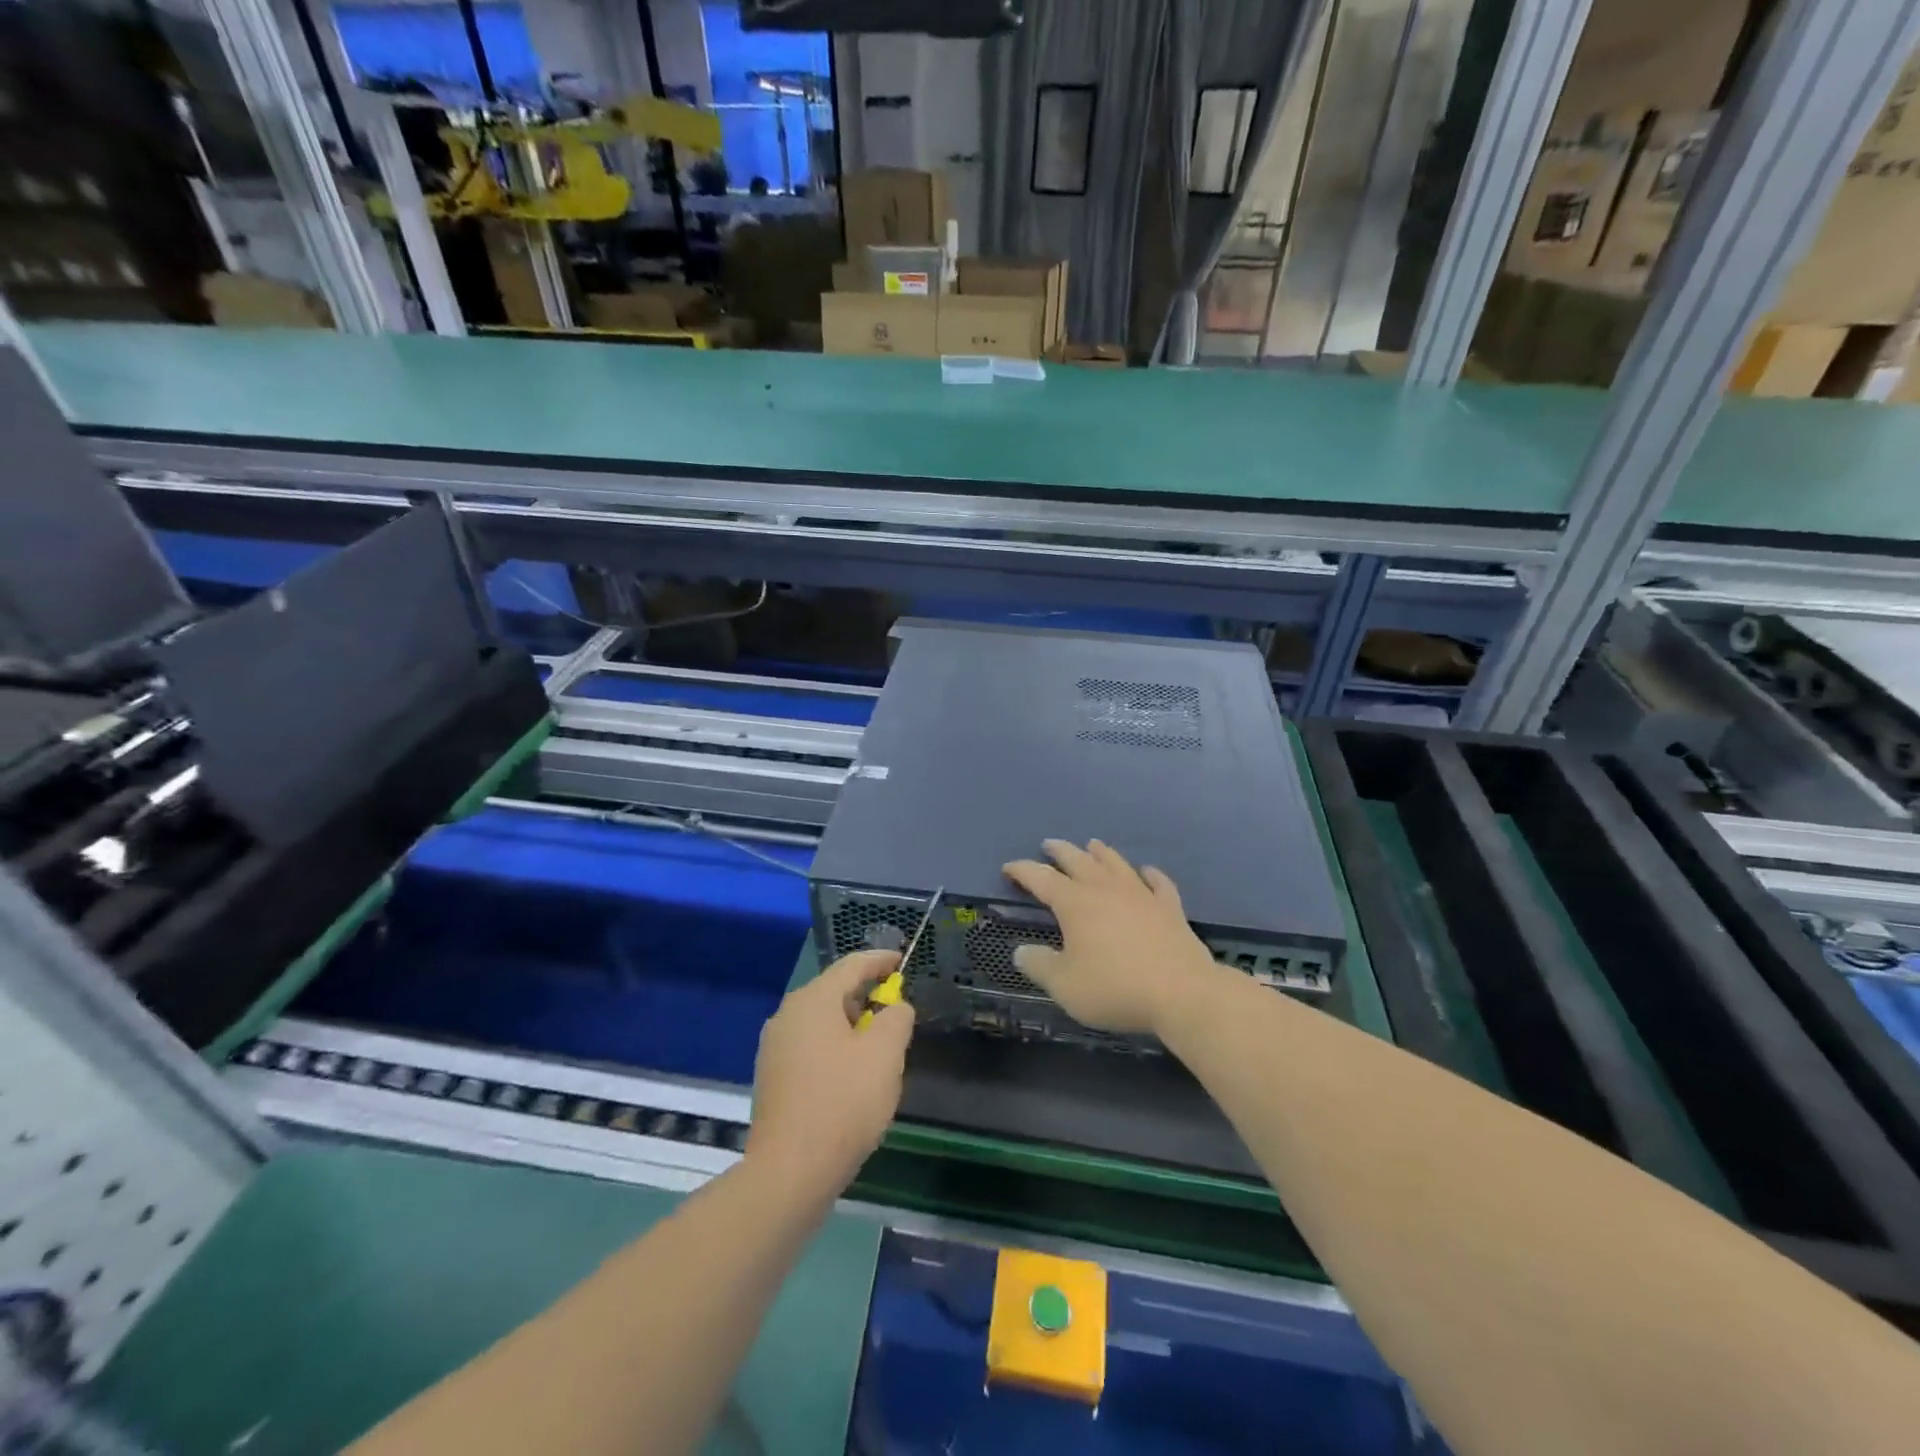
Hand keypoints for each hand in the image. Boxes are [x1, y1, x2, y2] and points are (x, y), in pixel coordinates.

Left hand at [746, 950, 914, 1200]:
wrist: (789, 1173)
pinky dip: (835, 1050)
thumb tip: (895, 1008)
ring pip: (822, 1023)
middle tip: (896, 1012)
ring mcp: (775, 1049)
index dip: (880, 961)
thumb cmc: (843, 1102)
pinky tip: (853, 1077)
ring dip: (852, 1027)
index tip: (901, 960)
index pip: (851, 966)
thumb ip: (897, 1019)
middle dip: (867, 998)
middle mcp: (787, 1016)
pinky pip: (811, 1048)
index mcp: (812, 1001)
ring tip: (880, 1048)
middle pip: (833, 992)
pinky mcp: (773, 1079)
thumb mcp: (885, 1054)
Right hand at [1003, 839, 1219, 1036]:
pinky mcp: (1169, 908)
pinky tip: (1147, 871)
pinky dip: (1150, 874)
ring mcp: (1141, 895)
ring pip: (1116, 864)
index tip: (1008, 867)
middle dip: (1060, 852)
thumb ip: (1039, 966)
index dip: (1022, 870)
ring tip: (1092, 845)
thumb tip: (1019, 950)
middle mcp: (1106, 889)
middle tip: (1049, 844)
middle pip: (1079, 861)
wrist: (1181, 993)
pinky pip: (1158, 882)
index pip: (1041, 878)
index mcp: (1075, 903)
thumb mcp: (1064, 985)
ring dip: (1101, 853)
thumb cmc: (1114, 988)